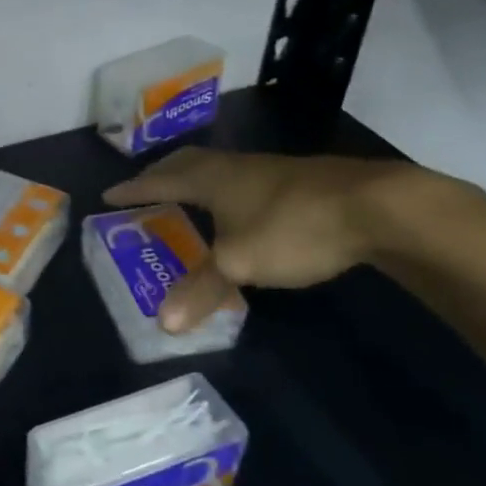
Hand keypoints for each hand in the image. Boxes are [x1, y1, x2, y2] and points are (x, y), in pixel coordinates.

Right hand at [101, 148, 429, 331]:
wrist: (377, 207)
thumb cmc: (292, 228)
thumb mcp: (239, 264)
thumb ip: (200, 290)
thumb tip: (163, 323)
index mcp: (210, 179)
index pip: (159, 181)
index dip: (133, 190)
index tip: (108, 195)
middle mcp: (234, 167)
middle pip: (187, 162)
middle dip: (161, 173)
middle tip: (145, 187)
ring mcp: (270, 169)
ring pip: (219, 168)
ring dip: (196, 179)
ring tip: (187, 196)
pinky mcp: (300, 180)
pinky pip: (245, 178)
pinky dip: (227, 189)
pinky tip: (241, 208)